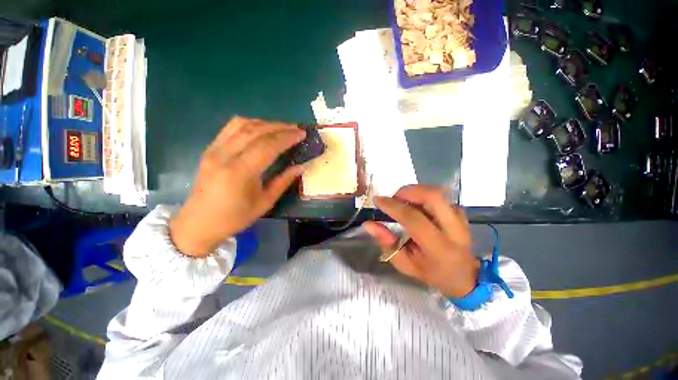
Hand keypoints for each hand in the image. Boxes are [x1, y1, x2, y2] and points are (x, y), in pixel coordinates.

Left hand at [169, 117, 305, 256]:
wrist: (199, 222)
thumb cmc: (235, 217)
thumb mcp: (265, 202)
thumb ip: (283, 181)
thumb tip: (300, 167)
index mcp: (240, 173)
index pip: (267, 146)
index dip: (287, 138)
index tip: (302, 134)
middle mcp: (225, 156)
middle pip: (256, 131)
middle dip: (279, 127)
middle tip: (296, 128)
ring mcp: (214, 150)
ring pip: (242, 125)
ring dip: (265, 123)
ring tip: (281, 128)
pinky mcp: (209, 149)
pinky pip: (230, 128)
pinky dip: (249, 124)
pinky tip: (261, 129)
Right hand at [363, 185, 479, 297]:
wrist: (465, 276)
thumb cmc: (432, 273)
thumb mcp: (405, 264)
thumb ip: (386, 243)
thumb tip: (368, 224)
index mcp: (439, 248)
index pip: (414, 219)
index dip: (393, 207)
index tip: (378, 201)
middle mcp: (453, 229)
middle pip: (432, 196)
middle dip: (407, 191)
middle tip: (393, 198)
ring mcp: (460, 218)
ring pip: (436, 192)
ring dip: (414, 192)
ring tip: (402, 201)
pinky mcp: (460, 212)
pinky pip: (438, 196)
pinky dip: (422, 195)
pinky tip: (415, 206)